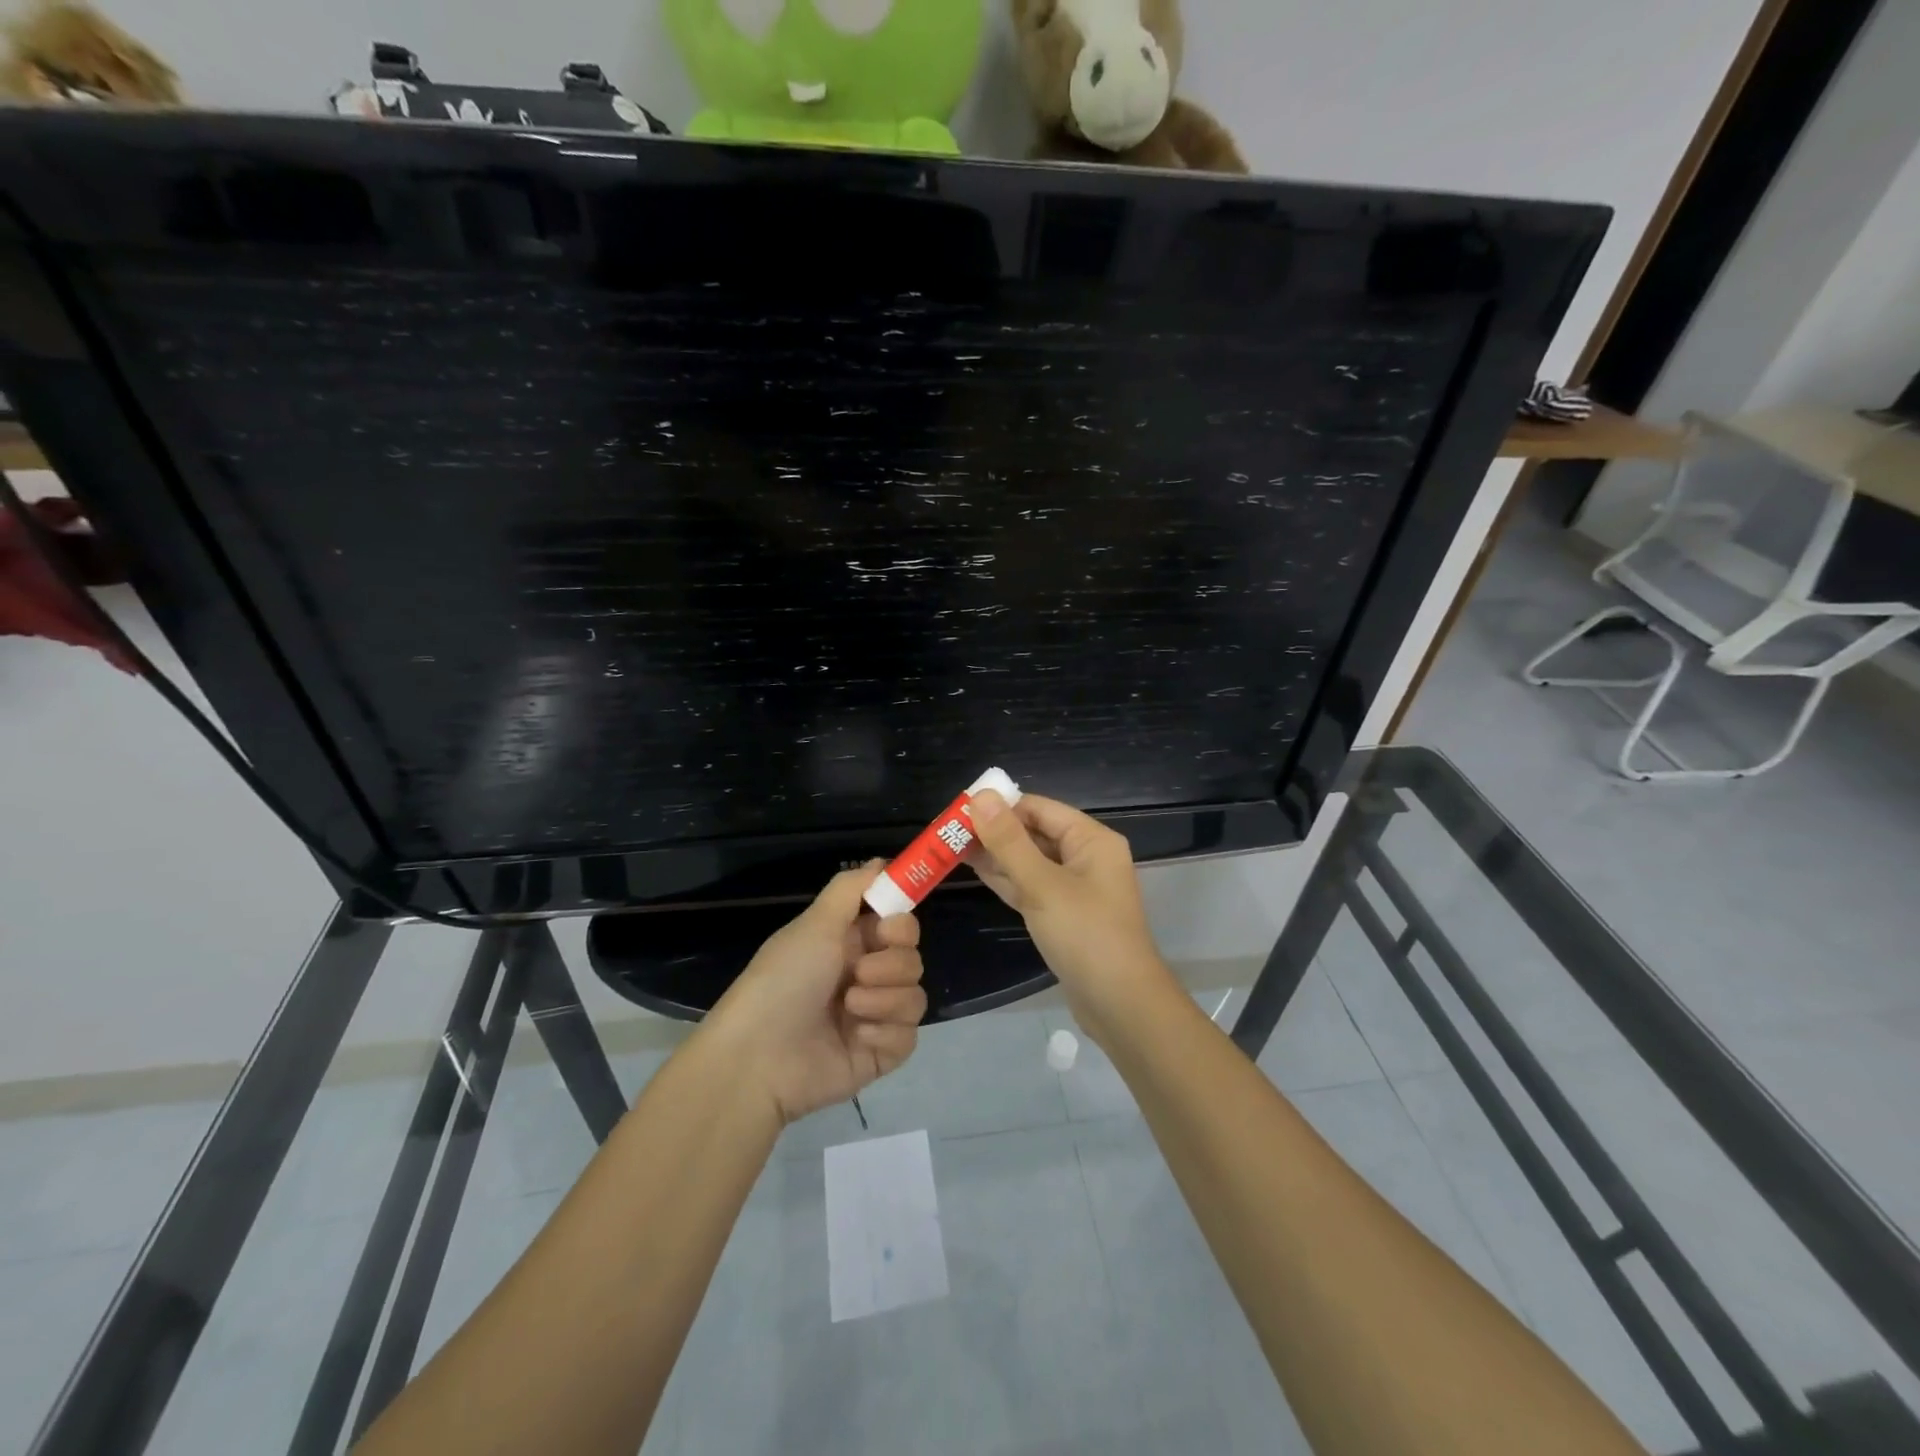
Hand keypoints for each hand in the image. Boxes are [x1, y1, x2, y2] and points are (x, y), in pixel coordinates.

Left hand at [705, 863, 926, 1124]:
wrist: (758, 1057)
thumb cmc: (784, 980)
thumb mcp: (814, 924)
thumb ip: (851, 889)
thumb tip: (882, 861)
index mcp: (850, 943)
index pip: (900, 924)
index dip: (901, 925)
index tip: (885, 929)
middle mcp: (866, 975)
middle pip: (912, 958)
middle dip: (890, 965)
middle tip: (857, 974)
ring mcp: (875, 1016)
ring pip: (915, 996)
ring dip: (884, 1000)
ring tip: (849, 1010)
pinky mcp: (879, 1053)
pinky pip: (909, 1035)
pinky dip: (885, 1034)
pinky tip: (857, 1038)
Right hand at [969, 791, 1178, 1040]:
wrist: (1120, 1005)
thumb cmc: (1085, 935)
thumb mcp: (1042, 885)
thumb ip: (1009, 841)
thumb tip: (981, 796)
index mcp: (1091, 840)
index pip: (1039, 808)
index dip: (1001, 806)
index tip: (960, 809)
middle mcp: (1086, 857)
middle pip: (1034, 832)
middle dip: (994, 831)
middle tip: (948, 830)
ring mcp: (1075, 888)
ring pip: (1030, 861)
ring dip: (996, 855)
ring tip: (952, 847)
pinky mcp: (1063, 914)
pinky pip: (1031, 886)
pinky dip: (1006, 878)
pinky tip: (975, 871)